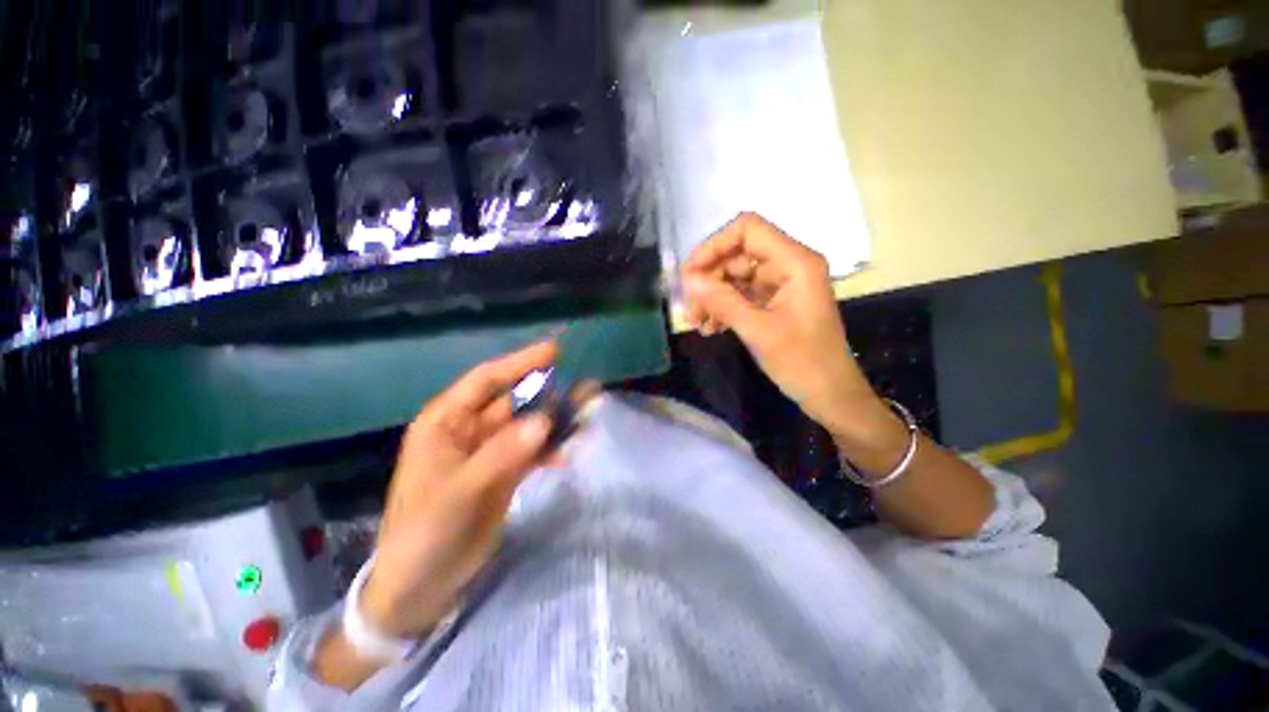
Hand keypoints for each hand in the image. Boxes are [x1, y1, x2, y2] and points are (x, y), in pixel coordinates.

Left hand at [361, 341, 558, 638]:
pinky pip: (532, 451)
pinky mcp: (503, 473)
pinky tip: (567, 453)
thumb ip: (504, 453)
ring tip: (587, 414)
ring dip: (555, 420)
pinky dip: (550, 449)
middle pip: (514, 401)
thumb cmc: (425, 532)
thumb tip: (545, 420)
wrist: (420, 587)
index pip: (486, 381)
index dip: (519, 363)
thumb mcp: (460, 490)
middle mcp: (469, 430)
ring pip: (527, 425)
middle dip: (548, 392)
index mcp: (446, 423)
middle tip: (584, 385)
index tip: (554, 351)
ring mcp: (489, 452)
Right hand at [682, 213, 881, 435]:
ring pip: (736, 277)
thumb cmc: (802, 362)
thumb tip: (688, 278)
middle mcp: (788, 264)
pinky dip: (724, 307)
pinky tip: (711, 328)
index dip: (714, 246)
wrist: (830, 394)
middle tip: (690, 309)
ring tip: (698, 324)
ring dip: (713, 297)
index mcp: (794, 262)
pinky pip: (742, 294)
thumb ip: (722, 301)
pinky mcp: (775, 301)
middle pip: (737, 255)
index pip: (748, 229)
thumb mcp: (757, 330)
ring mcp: (782, 284)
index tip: (690, 273)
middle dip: (710, 280)